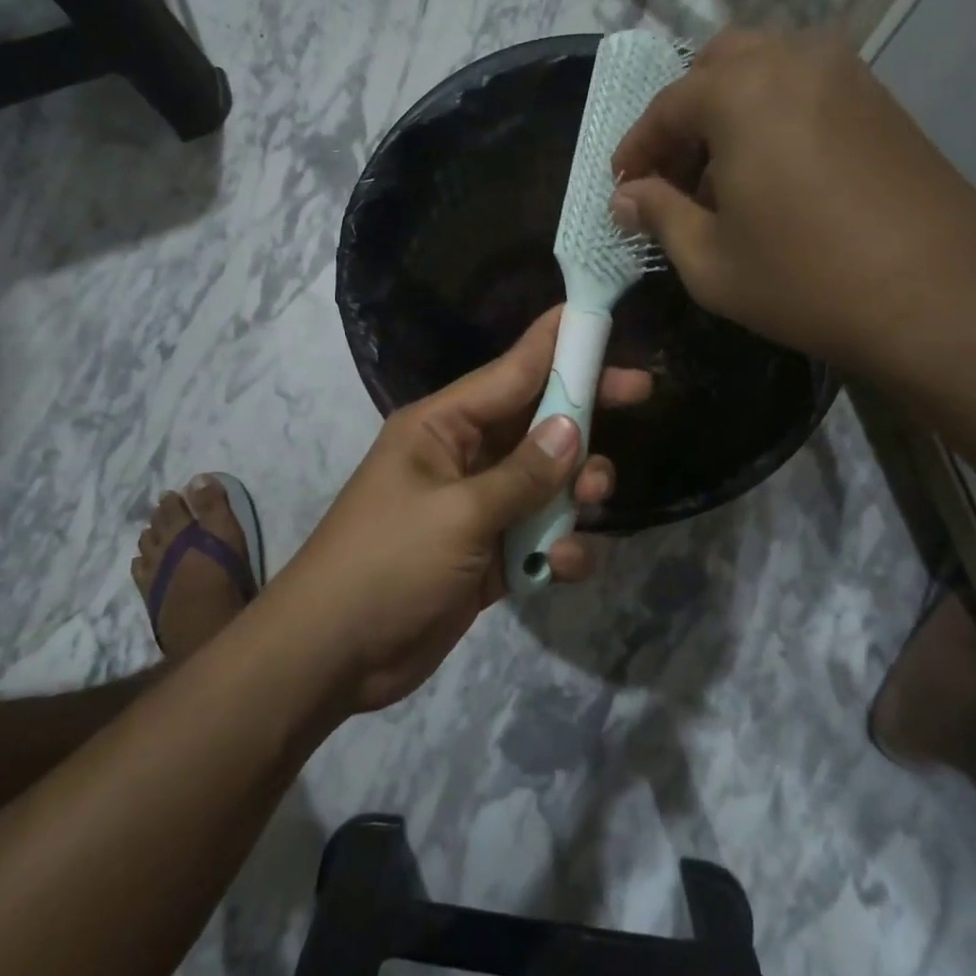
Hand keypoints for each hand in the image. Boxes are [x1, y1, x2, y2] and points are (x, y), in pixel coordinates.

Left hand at [274, 308, 651, 712]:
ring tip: (591, 501)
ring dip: (575, 489)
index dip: (557, 344)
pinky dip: (556, 547)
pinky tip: (560, 566)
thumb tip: (572, 429)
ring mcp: (477, 507)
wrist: (333, 655)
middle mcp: (462, 457)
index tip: (601, 319)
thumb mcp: (458, 514)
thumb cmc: (387, 564)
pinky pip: (537, 535)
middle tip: (642, 392)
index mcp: (441, 427)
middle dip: (584, 413)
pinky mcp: (489, 555)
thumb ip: (522, 474)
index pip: (510, 371)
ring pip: (546, 480)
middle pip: (536, 421)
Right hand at [611, 28, 975, 376]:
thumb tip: (625, 196)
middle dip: (684, 116)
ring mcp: (847, 74)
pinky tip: (773, 176)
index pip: (667, 106)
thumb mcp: (708, 259)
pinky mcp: (882, 100)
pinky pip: (806, 90)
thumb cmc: (803, 279)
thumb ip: (658, 215)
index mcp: (741, 90)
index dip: (636, 149)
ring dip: (729, 113)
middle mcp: (794, 60)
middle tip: (672, 174)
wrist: (938, 295)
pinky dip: (774, 117)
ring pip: (766, 71)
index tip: (622, 186)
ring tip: (721, 179)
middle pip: (717, 66)